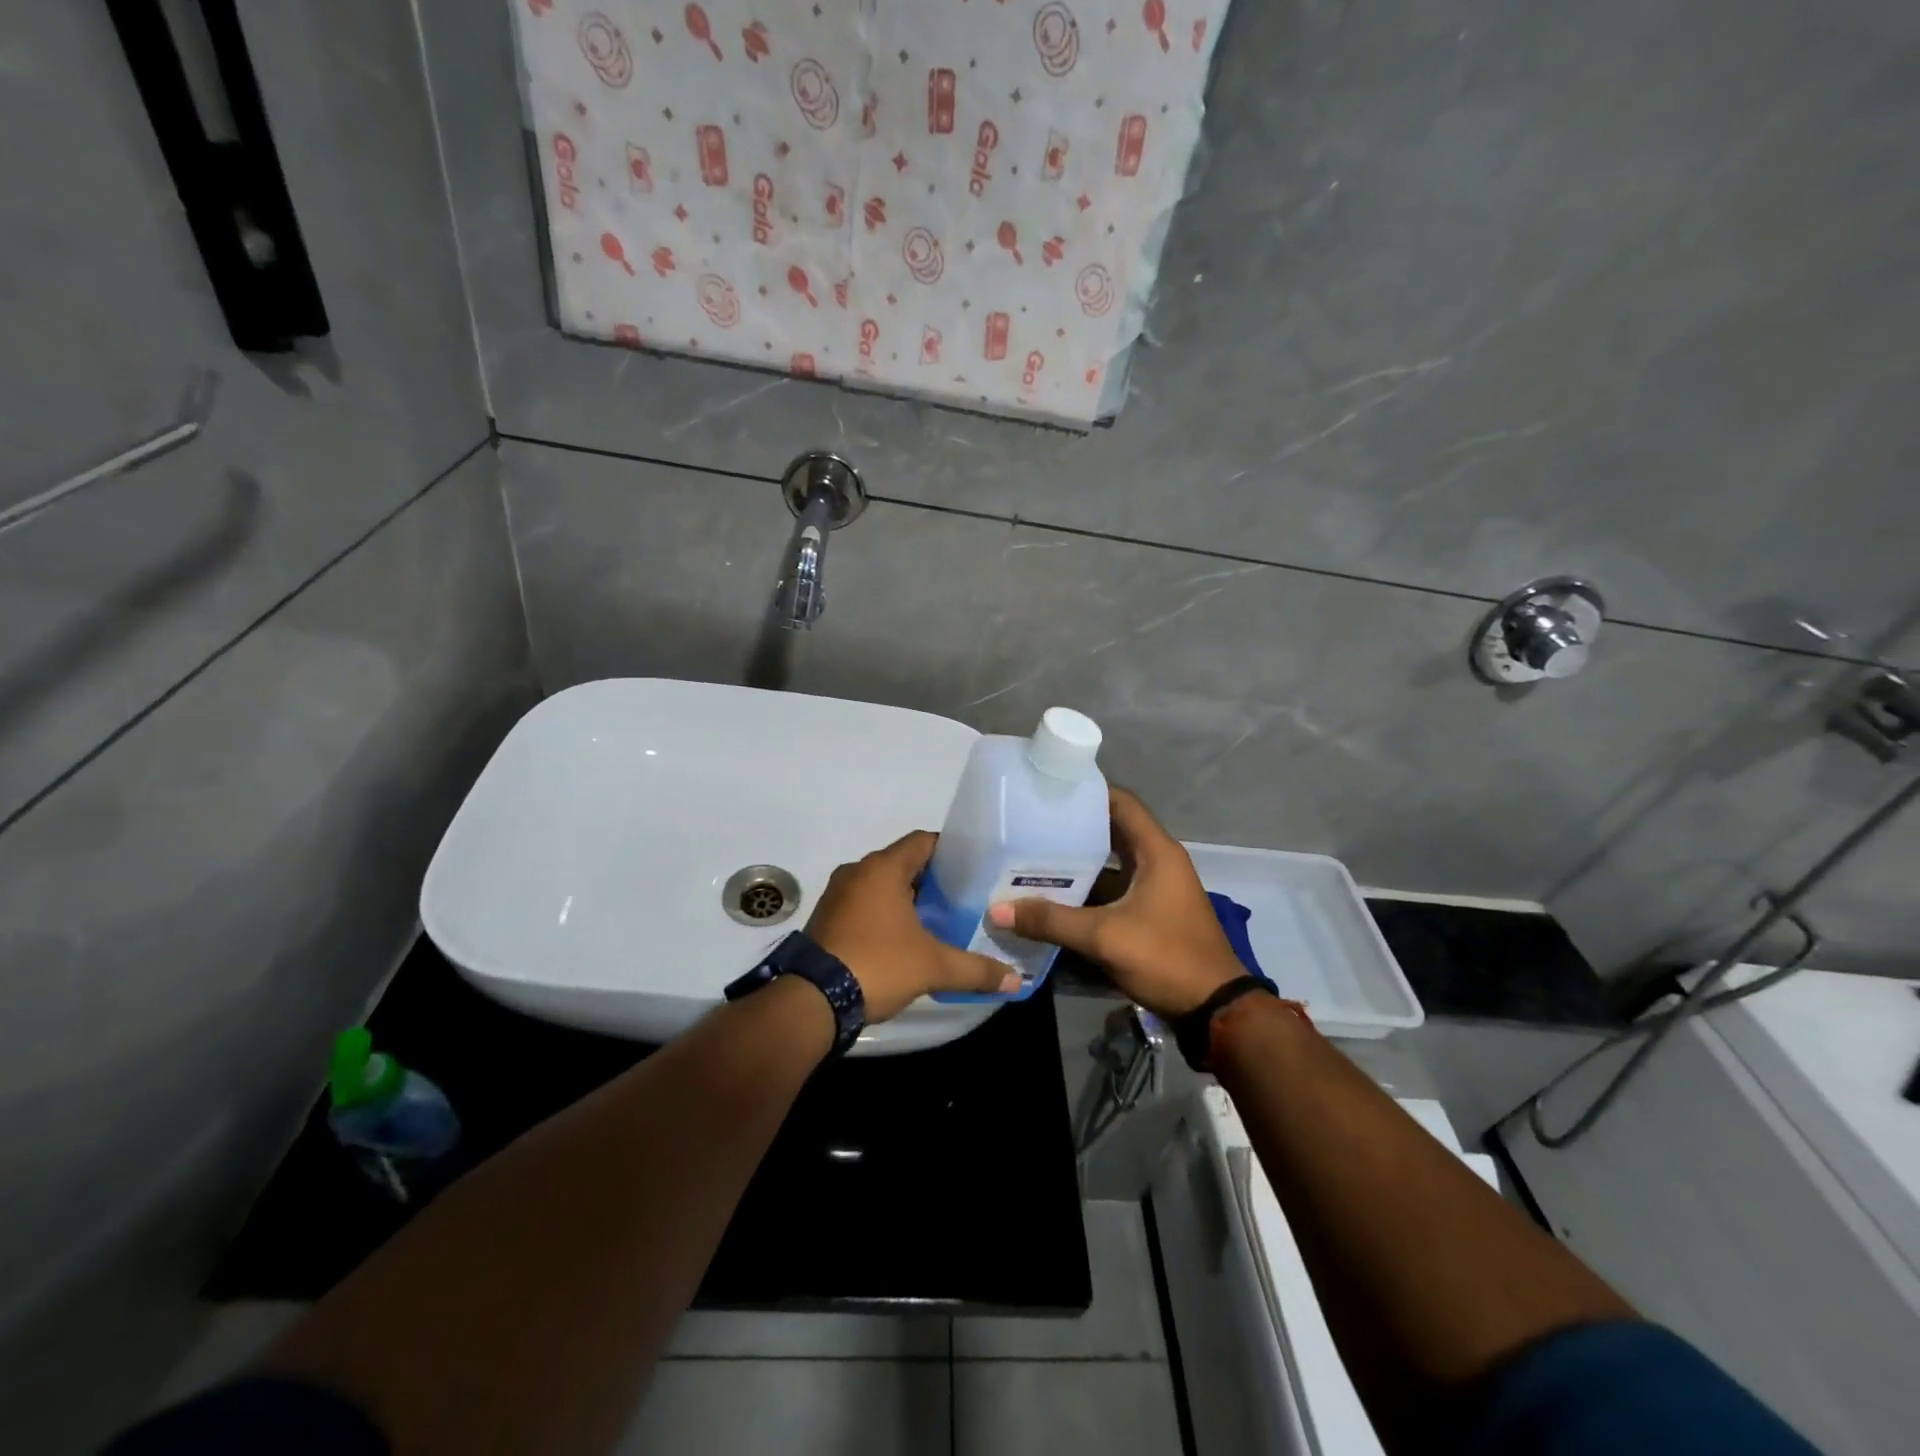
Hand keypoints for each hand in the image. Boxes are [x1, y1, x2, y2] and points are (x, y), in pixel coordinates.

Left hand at [807, 831, 1020, 1021]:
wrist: (812, 1000)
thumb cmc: (877, 965)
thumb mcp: (933, 967)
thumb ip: (976, 970)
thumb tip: (1016, 980)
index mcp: (883, 868)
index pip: (923, 841)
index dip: (950, 851)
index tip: (974, 869)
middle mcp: (858, 871)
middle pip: (903, 862)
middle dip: (932, 879)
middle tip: (963, 898)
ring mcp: (837, 894)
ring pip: (881, 884)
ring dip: (906, 897)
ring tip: (937, 919)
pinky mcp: (826, 917)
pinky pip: (863, 903)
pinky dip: (884, 913)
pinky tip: (903, 938)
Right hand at [987, 788, 1242, 1019]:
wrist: (1215, 1010)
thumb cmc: (1166, 957)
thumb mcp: (1105, 937)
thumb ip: (1052, 921)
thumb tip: (997, 910)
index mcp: (1157, 852)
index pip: (1121, 803)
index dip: (1089, 791)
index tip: (1050, 788)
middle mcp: (1158, 862)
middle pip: (1112, 832)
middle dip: (1073, 829)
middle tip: (1031, 824)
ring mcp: (1155, 889)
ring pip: (1110, 865)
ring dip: (1078, 863)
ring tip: (1032, 857)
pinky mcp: (1150, 913)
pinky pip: (1113, 890)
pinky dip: (1087, 890)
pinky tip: (1053, 897)